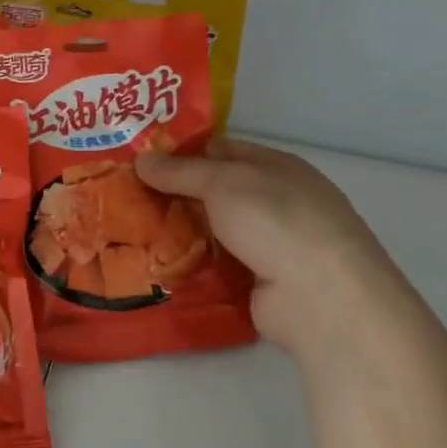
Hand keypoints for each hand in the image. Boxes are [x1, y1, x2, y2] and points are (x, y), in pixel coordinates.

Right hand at [135, 138, 412, 353]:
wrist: (321, 297)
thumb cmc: (276, 220)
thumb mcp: (222, 182)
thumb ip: (179, 171)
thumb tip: (141, 159)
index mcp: (274, 167)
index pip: (219, 150)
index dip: (180, 152)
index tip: (139, 160)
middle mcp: (273, 202)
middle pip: (213, 192)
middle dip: (173, 194)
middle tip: (124, 196)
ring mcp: (269, 245)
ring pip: (212, 230)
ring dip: (178, 232)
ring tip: (129, 231)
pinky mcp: (259, 282)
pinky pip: (215, 265)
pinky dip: (191, 264)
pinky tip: (155, 264)